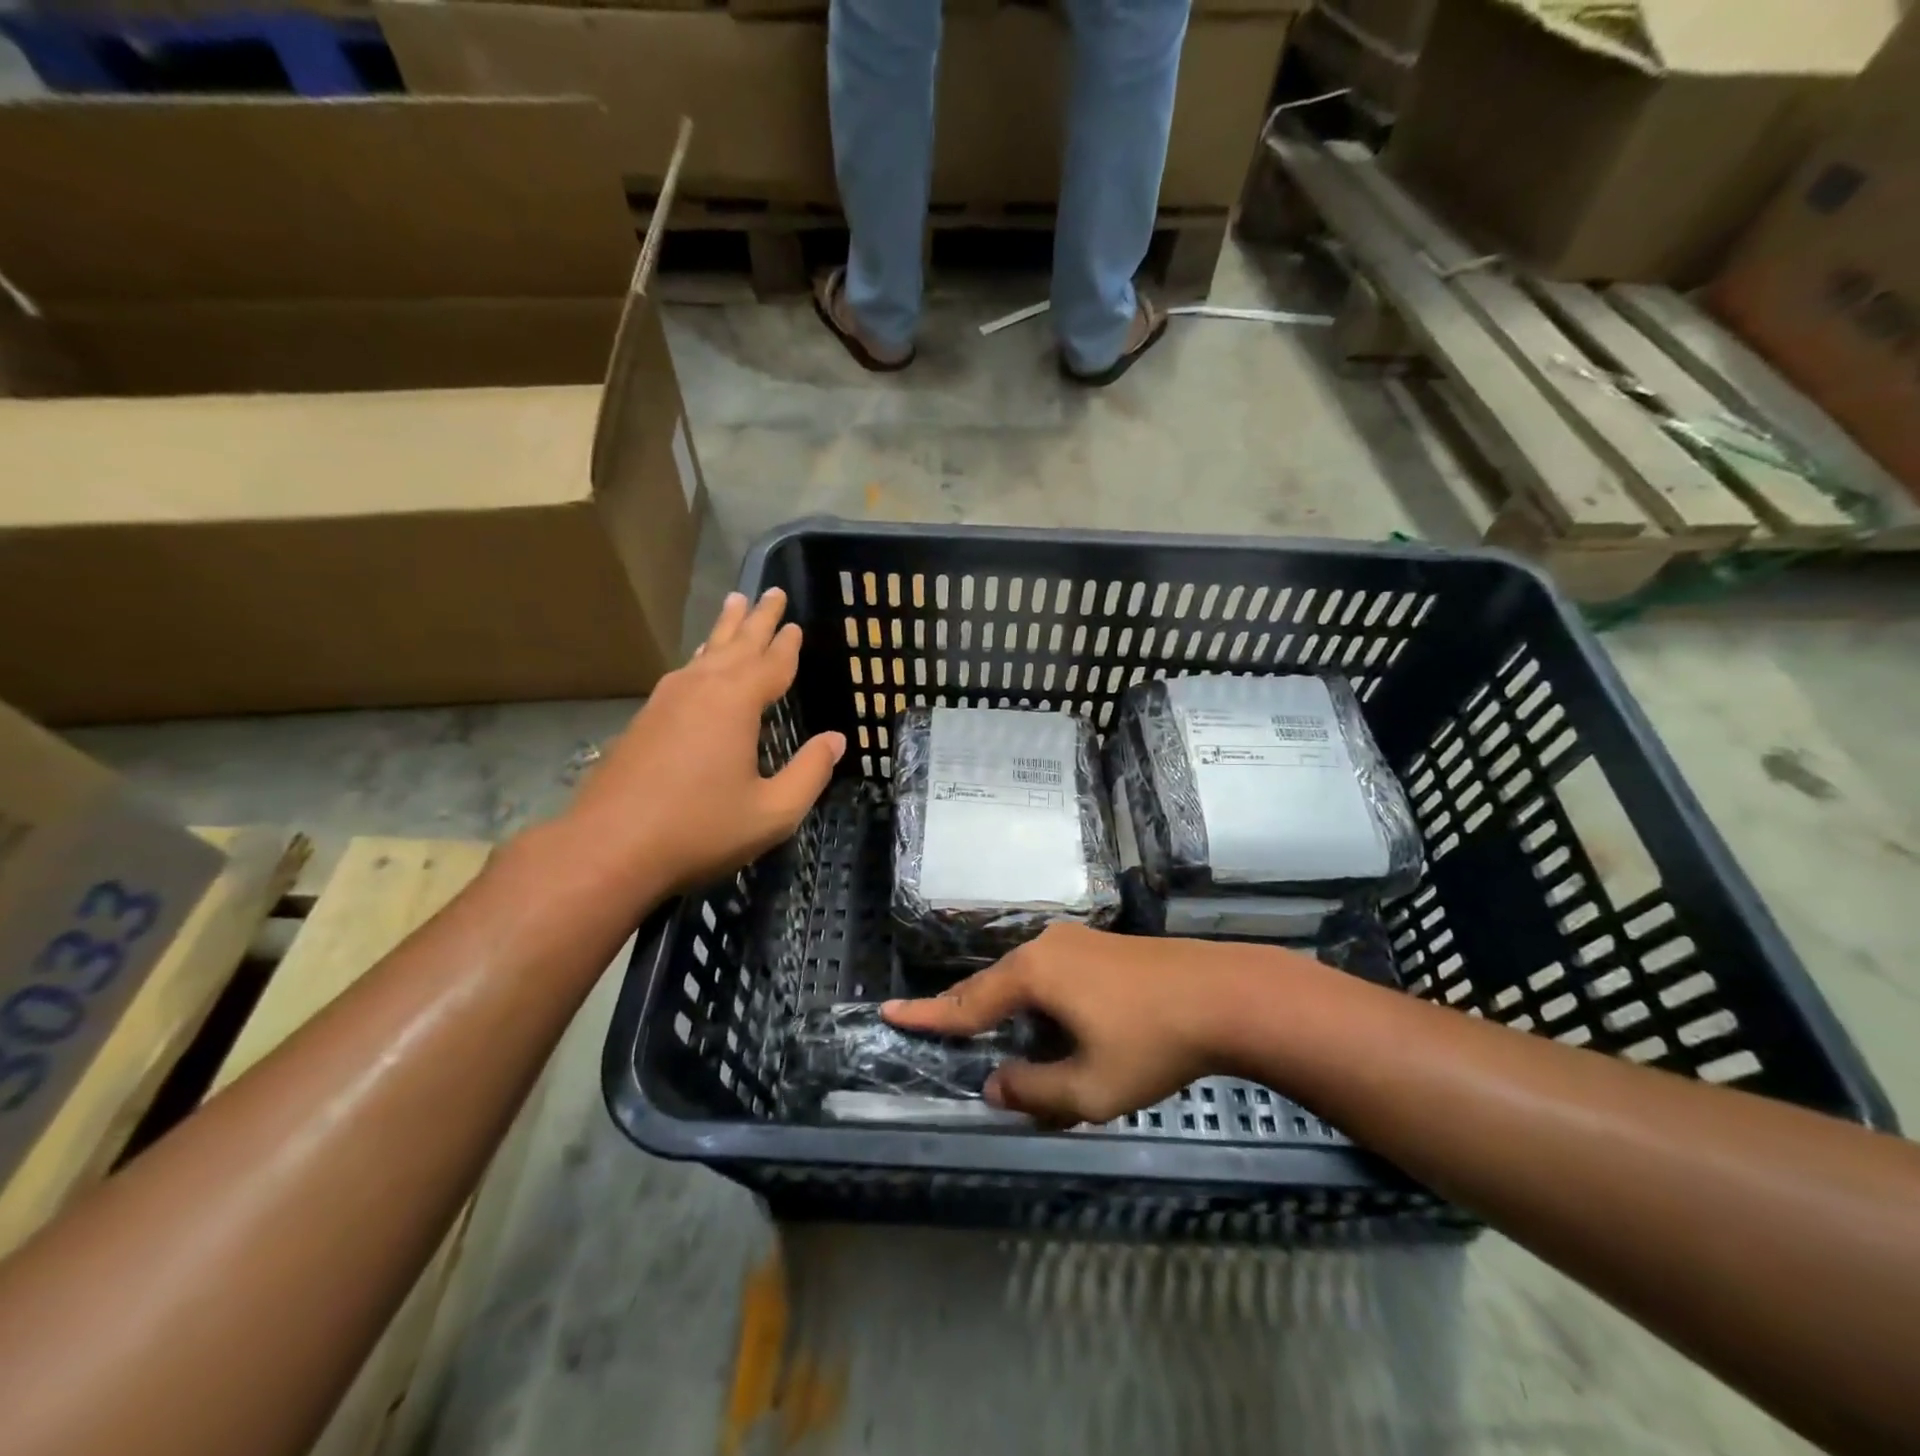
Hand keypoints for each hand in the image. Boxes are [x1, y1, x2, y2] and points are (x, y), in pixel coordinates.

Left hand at [566, 588, 845, 895]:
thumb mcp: (772, 811)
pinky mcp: (644, 720)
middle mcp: (700, 690)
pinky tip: (700, 664)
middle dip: (757, 619)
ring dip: (724, 630)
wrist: (608, 849)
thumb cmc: (700, 829)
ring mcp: (666, 702)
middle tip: (771, 591)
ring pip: (704, 654)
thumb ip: (810, 772)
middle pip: (736, 645)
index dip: (788, 645)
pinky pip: (683, 674)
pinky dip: (701, 659)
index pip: (772, 664)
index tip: (797, 624)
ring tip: (734, 604)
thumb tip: (836, 740)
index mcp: (735, 703)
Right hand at [883, 924, 1286, 1126]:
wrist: (1226, 995)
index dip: (927, 1015)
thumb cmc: (1152, 1042)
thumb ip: (1034, 1092)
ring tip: (1000, 1039)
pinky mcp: (1102, 946)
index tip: (888, 1012)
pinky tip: (1054, 1023)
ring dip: (1007, 1010)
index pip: (966, 1002)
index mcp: (1033, 975)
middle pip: (992, 985)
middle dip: (966, 1012)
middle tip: (938, 1030)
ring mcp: (1076, 941)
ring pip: (1024, 979)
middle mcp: (1046, 947)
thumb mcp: (1090, 1087)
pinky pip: (1051, 974)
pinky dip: (1037, 1001)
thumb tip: (996, 1085)